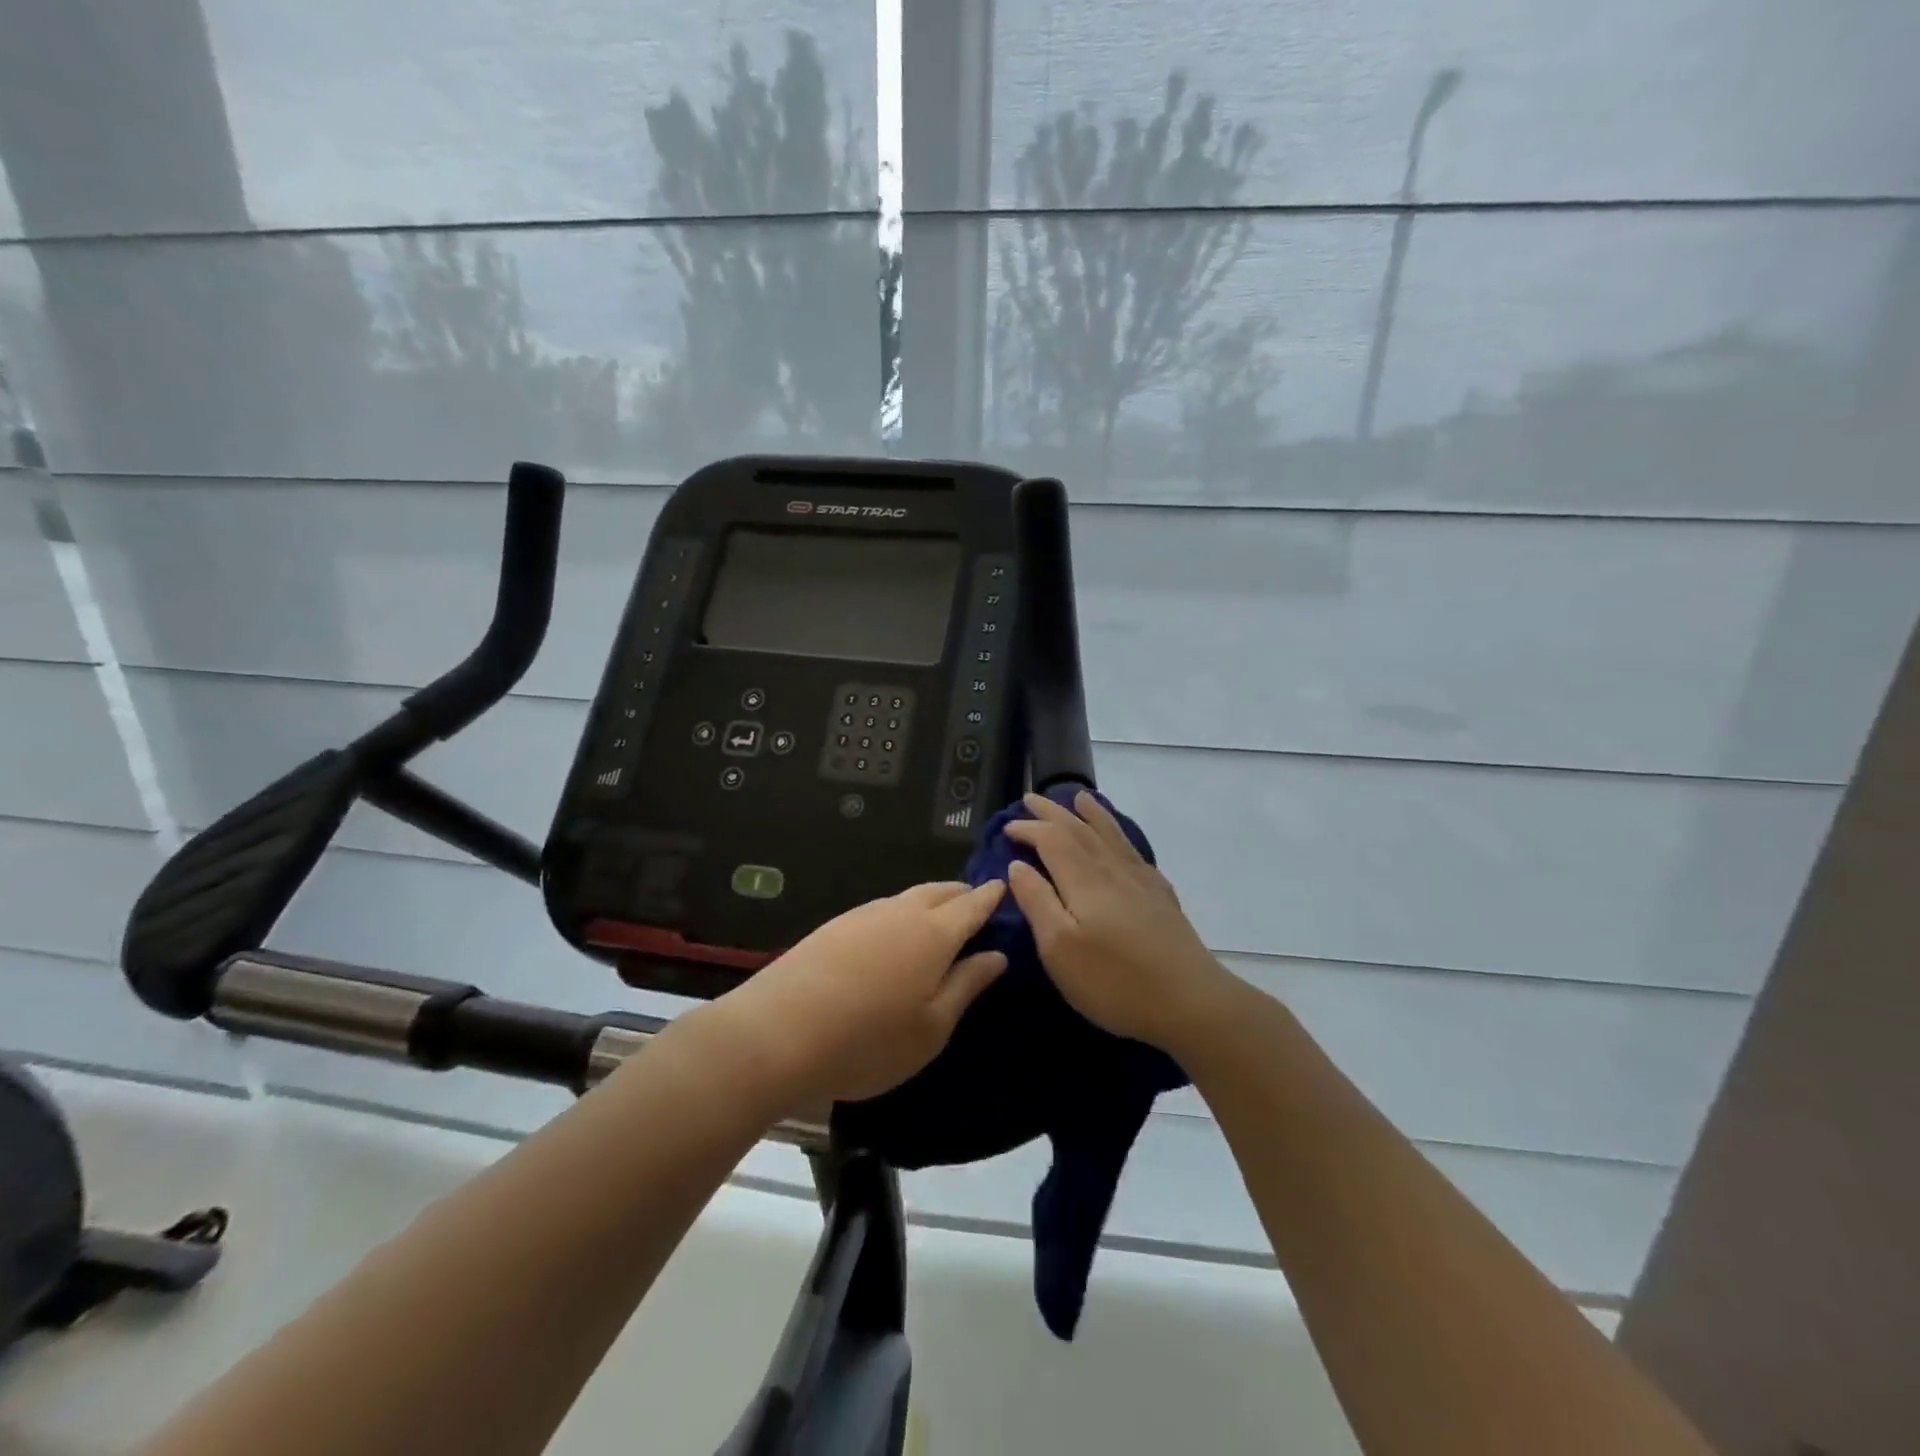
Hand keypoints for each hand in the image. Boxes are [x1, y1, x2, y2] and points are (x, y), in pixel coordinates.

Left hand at [703, 880, 1008, 1113]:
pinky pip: (881, 910)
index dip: (991, 896)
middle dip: (962, 893)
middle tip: (977, 904)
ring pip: (908, 897)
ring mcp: (863, 916)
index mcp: (934, 933)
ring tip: (939, 919)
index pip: (972, 904)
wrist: (777, 1033)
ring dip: (930, 901)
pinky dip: (901, 913)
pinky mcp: (834, 926)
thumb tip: (997, 955)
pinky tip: (894, 936)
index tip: (1005, 887)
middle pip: (940, 891)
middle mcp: (900, 912)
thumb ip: (967, 985)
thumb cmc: (868, 1040)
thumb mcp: (932, 1027)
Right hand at [1004, 790, 1235, 1054]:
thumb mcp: (1059, 949)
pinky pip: (1132, 850)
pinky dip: (1119, 835)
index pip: (1052, 839)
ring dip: (1091, 814)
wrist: (1190, 1002)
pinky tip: (1120, 841)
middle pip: (1079, 830)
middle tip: (1031, 799)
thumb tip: (1017, 865)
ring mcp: (1140, 881)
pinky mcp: (1160, 896)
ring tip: (1079, 798)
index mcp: (1084, 880)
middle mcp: (1112, 870)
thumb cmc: (1114, 981)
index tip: (1007, 828)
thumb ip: (1037, 902)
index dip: (1029, 829)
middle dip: (1053, 813)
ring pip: (1110, 835)